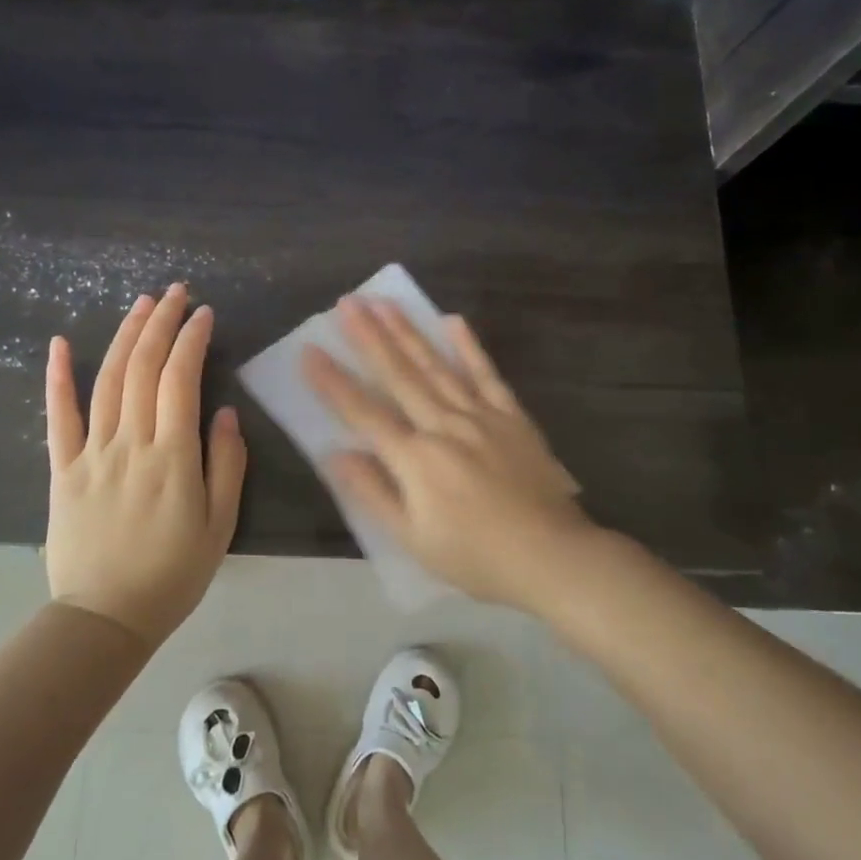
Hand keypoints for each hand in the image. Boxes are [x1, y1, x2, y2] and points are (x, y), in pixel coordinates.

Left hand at [45, 284, 246, 649]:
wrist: (104, 619)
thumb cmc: (172, 574)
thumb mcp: (220, 525)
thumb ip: (226, 465)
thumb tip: (224, 412)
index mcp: (172, 457)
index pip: (181, 379)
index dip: (192, 340)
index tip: (205, 313)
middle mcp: (130, 443)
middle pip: (143, 368)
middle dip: (162, 323)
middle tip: (176, 292)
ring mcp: (91, 453)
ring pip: (108, 380)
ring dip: (125, 336)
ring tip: (142, 304)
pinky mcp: (62, 469)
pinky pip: (58, 417)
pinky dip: (58, 377)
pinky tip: (61, 343)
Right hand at [300, 296, 597, 610]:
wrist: (551, 556)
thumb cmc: (475, 556)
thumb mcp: (413, 539)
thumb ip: (373, 493)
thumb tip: (334, 454)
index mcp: (415, 458)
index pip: (364, 413)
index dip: (333, 383)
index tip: (309, 351)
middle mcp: (443, 426)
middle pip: (399, 376)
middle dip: (369, 337)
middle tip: (348, 303)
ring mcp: (480, 416)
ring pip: (436, 366)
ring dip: (408, 333)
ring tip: (384, 303)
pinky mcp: (511, 416)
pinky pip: (487, 374)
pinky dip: (469, 347)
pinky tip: (453, 321)